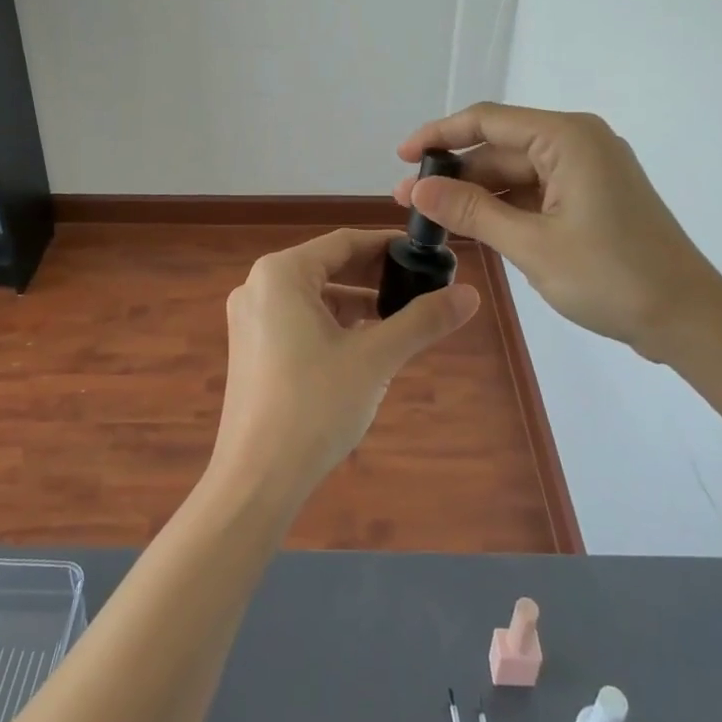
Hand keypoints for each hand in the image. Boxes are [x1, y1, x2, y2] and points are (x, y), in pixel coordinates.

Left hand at [213, 229, 479, 504]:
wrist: (257, 479)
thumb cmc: (314, 406)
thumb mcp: (375, 358)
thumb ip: (422, 321)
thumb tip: (471, 294)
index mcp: (281, 274)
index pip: (344, 242)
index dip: (387, 246)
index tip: (425, 255)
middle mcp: (258, 286)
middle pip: (327, 266)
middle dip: (375, 276)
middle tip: (419, 287)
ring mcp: (250, 319)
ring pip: (314, 296)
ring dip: (356, 303)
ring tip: (400, 318)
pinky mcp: (251, 349)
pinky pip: (299, 320)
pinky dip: (333, 325)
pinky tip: (365, 346)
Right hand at [396, 103, 721, 357]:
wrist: (689, 320)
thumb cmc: (612, 277)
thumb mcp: (531, 245)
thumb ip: (471, 211)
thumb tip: (417, 187)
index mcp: (567, 138)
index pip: (487, 120)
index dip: (439, 135)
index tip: (402, 157)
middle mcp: (578, 142)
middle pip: (500, 147)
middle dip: (455, 173)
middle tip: (409, 202)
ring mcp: (588, 170)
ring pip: (516, 172)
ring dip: (478, 194)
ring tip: (435, 219)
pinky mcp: (593, 197)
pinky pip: (536, 191)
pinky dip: (505, 208)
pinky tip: (475, 228)